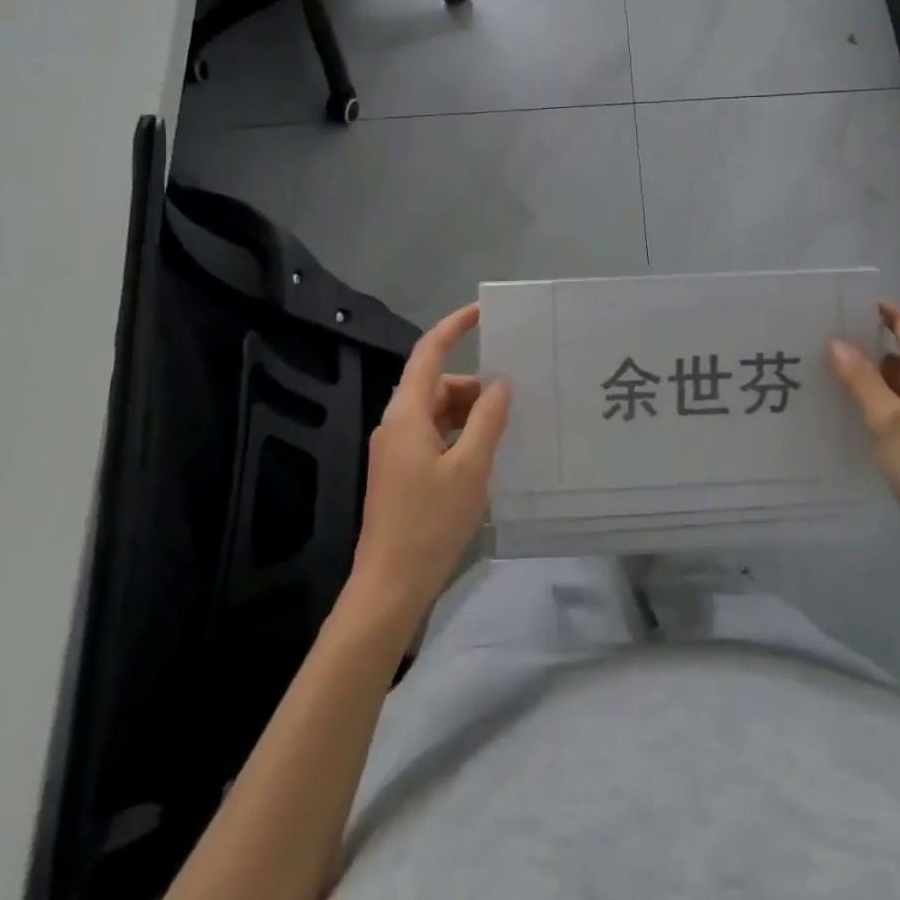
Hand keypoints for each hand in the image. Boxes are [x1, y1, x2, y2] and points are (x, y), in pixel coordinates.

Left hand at [349, 304, 509, 628]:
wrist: (389, 587)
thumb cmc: (430, 522)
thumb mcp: (471, 467)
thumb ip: (487, 419)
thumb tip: (499, 384)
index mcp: (406, 414)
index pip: (429, 353)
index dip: (454, 327)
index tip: (482, 312)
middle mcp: (395, 424)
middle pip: (435, 384)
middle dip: (472, 385)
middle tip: (510, 401)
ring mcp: (394, 450)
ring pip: (435, 411)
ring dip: (467, 413)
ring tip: (501, 431)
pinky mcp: (399, 472)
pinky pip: (432, 435)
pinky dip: (457, 434)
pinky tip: (481, 456)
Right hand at [828, 301, 899, 570]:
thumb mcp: (886, 423)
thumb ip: (861, 380)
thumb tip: (837, 342)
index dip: (883, 313)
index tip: (848, 304)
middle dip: (870, 348)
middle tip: (827, 345)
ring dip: (877, 379)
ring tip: (836, 379)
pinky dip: (888, 404)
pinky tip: (863, 418)